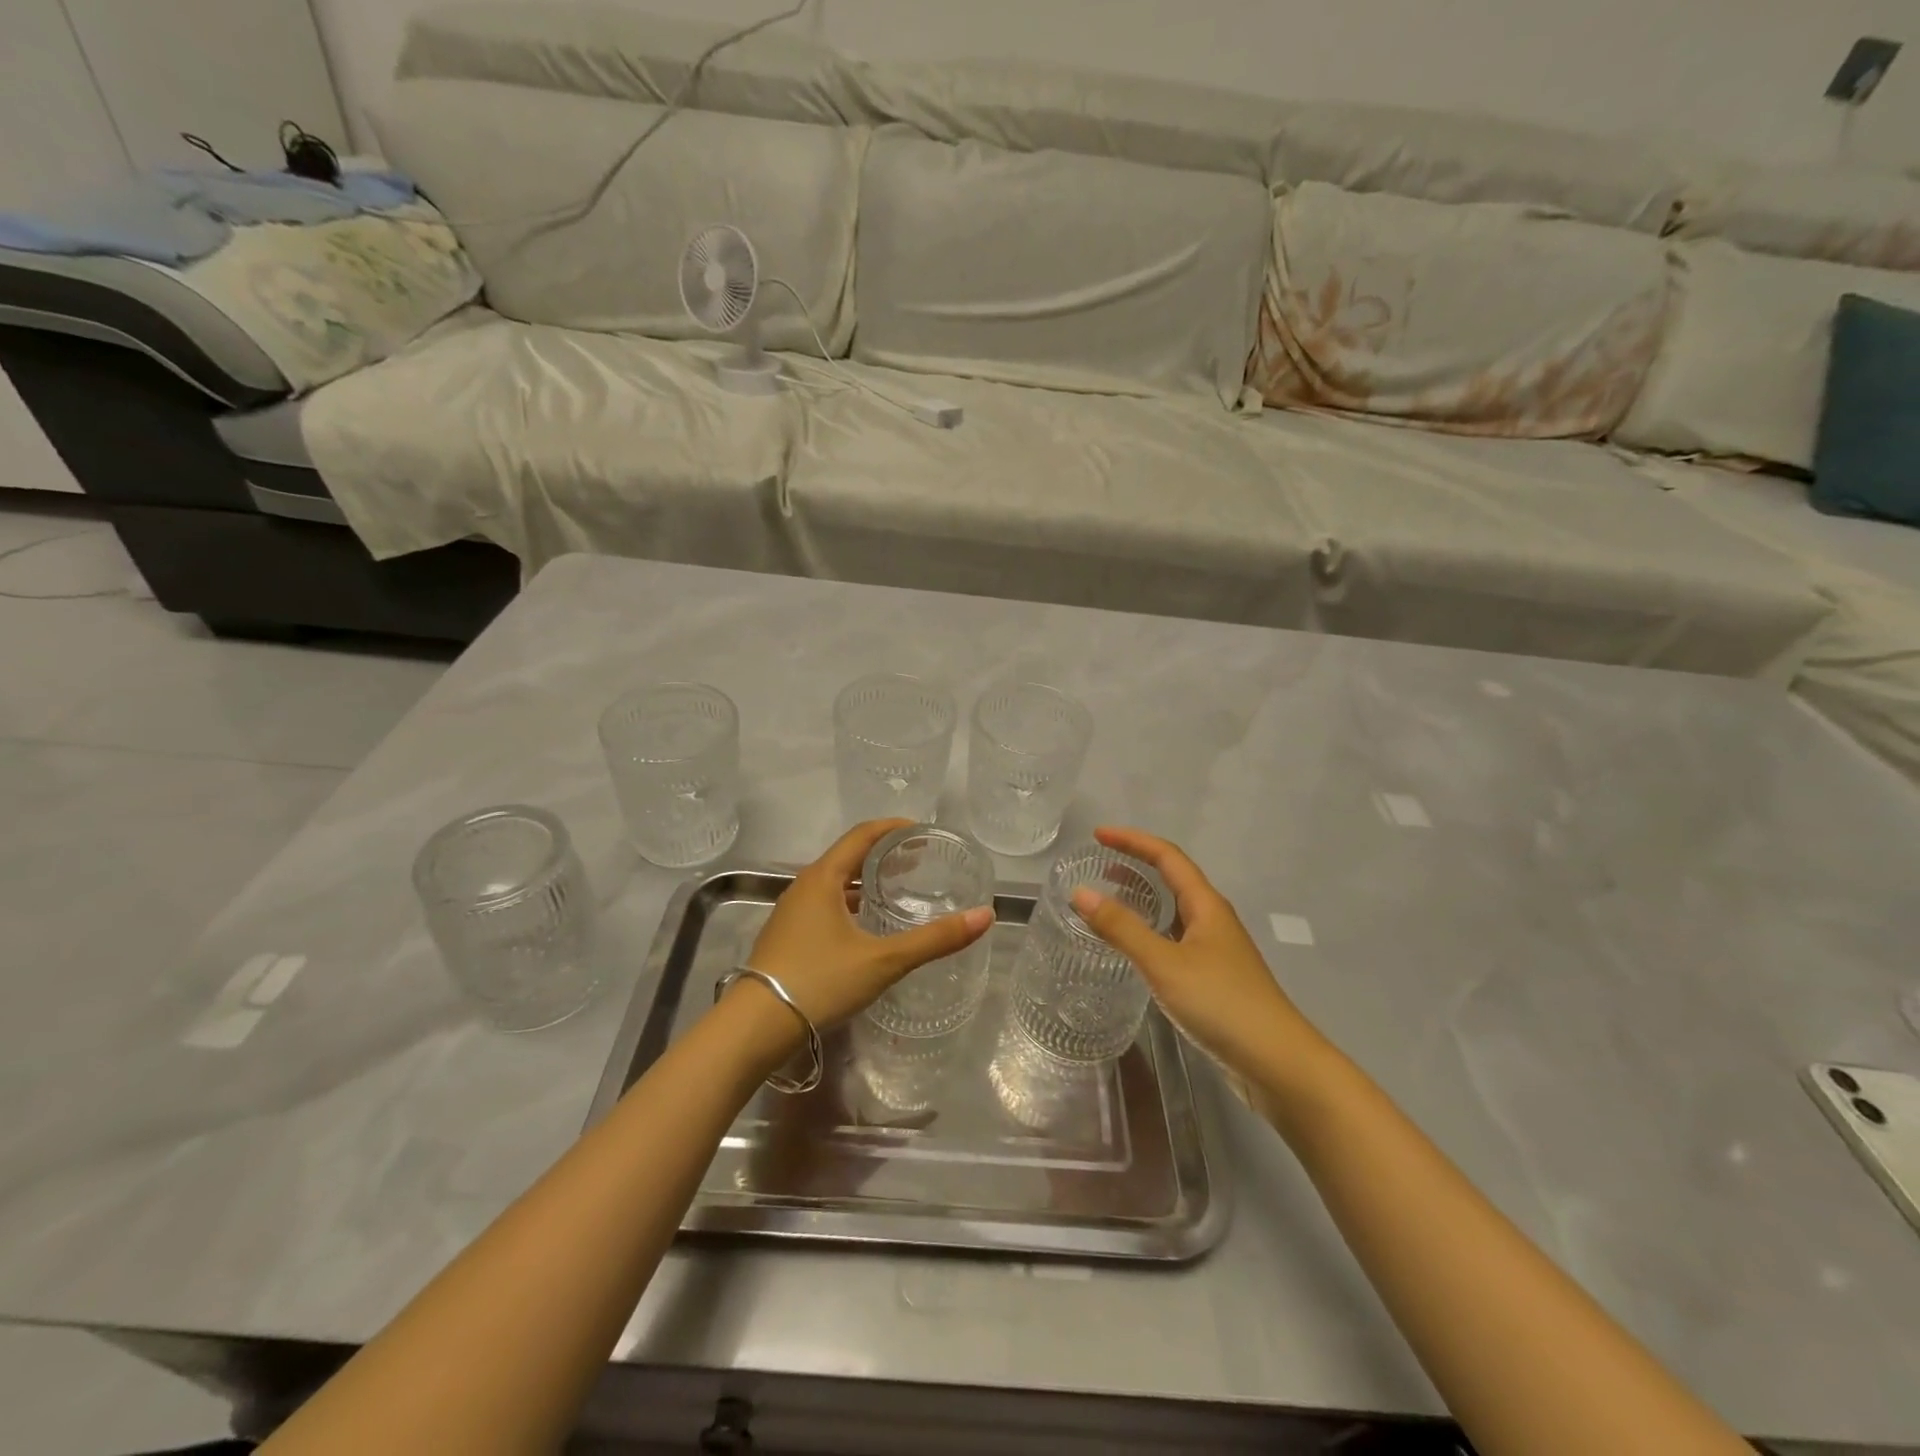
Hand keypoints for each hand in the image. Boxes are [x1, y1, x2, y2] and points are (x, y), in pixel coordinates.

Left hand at [737, 820, 993, 1041]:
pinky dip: (849, 902)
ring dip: (864, 879)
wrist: (755, 1026)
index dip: (893, 827)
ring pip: (834, 882)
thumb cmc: (820, 981)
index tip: (922, 830)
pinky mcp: (787, 936)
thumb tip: (985, 916)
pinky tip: (865, 926)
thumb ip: (934, 940)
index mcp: (823, 878)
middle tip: (917, 860)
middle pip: (847, 856)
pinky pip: (824, 904)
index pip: (862, 835)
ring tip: (895, 888)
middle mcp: (804, 886)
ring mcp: (791, 912)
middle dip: (882, 853)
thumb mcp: (884, 960)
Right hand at [1070, 827, 1326, 1079]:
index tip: (1098, 835)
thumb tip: (1080, 892)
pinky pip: (1175, 938)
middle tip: (1098, 865)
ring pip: (1175, 910)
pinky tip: (1134, 949)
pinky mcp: (1214, 977)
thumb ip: (1122, 928)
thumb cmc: (1222, 1003)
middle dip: (1136, 865)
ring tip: (1109, 900)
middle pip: (1173, 878)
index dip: (1132, 841)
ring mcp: (1216, 949)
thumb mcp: (1164, 963)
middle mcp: (1213, 919)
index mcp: (1206, 905)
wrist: (1278, 1062)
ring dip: (1143, 898)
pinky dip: (1150, 930)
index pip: (1167, 856)